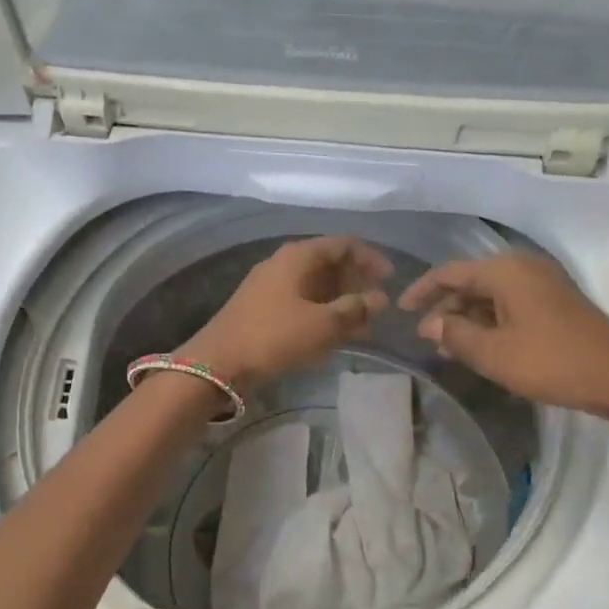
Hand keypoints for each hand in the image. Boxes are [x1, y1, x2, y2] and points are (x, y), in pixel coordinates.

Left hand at [183, 237, 393, 393]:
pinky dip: (323, 312)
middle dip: (357, 281)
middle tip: (378, 304)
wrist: (218, 364)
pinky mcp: (263, 308)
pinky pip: (302, 302)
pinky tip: (336, 333)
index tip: (390, 279)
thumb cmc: (274, 337)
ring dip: (341, 300)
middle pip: (329, 263)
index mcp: (298, 256)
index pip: (343, 244)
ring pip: (316, 285)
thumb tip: (379, 299)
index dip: (370, 258)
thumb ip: (354, 309)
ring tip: (364, 323)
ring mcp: (271, 286)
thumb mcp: (322, 324)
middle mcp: (284, 263)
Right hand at [398, 253, 608, 422]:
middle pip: (472, 281)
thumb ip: (455, 335)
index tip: (401, 310)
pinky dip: (492, 321)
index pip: (450, 272)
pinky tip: (482, 345)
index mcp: (506, 271)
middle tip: (427, 338)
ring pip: (492, 294)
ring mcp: (544, 283)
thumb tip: (429, 324)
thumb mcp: (494, 354)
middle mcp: (524, 267)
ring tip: (450, 347)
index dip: (422, 290)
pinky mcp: (556, 301)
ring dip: (469, 318)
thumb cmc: (551, 362)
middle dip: (446, 308)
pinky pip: (511, 303)